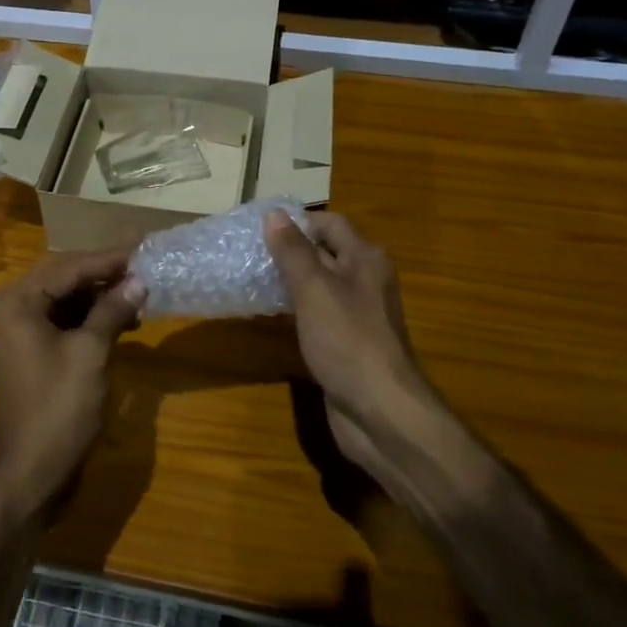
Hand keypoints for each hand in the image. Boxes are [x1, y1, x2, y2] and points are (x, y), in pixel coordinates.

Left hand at [0, 248, 146, 527]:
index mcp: (18, 302)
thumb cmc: (59, 410)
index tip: (145, 245)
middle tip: (146, 263)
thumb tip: (139, 279)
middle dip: (106, 273)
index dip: (109, 258)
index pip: (69, 267)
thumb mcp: (91, 354)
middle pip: (67, 277)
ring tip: (142, 293)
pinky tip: (125, 320)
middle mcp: (15, 309)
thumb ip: (113, 310)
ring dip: (103, 296)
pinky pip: (68, 321)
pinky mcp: (37, 352)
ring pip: (69, 299)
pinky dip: (95, 318)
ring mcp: (24, 332)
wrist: (32, 473)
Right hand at [265, 211, 439, 487]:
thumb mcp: (315, 289)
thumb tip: (274, 214)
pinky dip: (293, 308)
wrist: (381, 412)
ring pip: (317, 285)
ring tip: (248, 276)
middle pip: (323, 252)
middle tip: (245, 251)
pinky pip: (315, 314)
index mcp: (365, 259)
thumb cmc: (348, 341)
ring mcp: (356, 314)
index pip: (329, 223)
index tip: (257, 227)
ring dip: (287, 280)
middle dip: (287, 250)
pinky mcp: (344, 342)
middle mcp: (364, 280)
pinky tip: (266, 313)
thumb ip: (293, 252)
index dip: (296, 221)